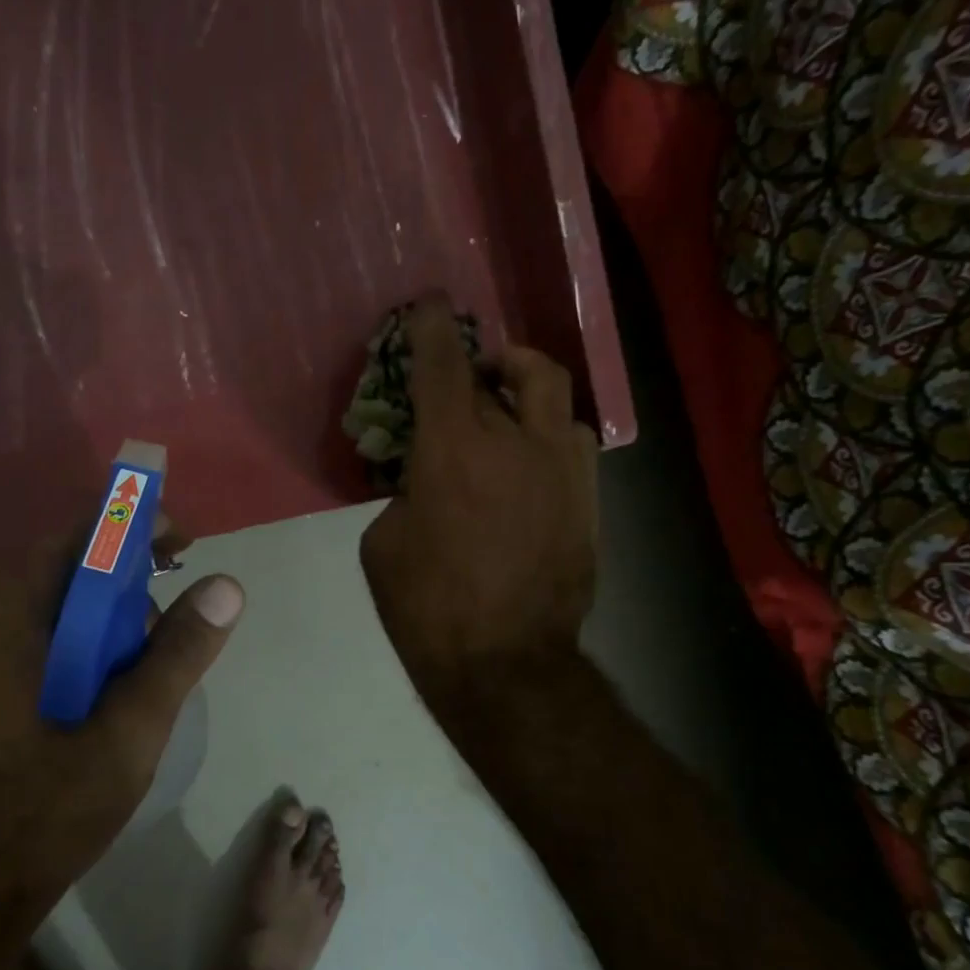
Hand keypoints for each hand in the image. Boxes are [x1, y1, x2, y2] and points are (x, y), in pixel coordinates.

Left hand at [0, 526, 243, 927]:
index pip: (75, 538)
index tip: (185, 545)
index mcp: (4, 617)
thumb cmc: (45, 810)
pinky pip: (48, 640)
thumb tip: (226, 584)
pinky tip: (118, 689)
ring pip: (61, 608)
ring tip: (151, 667)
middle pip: (68, 570)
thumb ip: (178, 653)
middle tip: (178, 620)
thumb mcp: (129, 730)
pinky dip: (91, 647)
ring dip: (113, 620)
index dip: (133, 528)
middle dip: (130, 582)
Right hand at [360, 303, 597, 699]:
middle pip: (509, 366)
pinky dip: (548, 432)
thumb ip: (401, 492)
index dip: (432, 325)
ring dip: (524, 386)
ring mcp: (561, 467)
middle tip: (469, 370)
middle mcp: (514, 440)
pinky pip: (573, 439)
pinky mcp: (586, 498)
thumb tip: (423, 479)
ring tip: (506, 408)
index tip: (429, 305)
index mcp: (452, 448)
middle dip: (485, 357)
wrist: (505, 664)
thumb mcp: (382, 543)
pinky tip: (530, 460)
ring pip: (553, 393)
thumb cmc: (427, 607)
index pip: (441, 362)